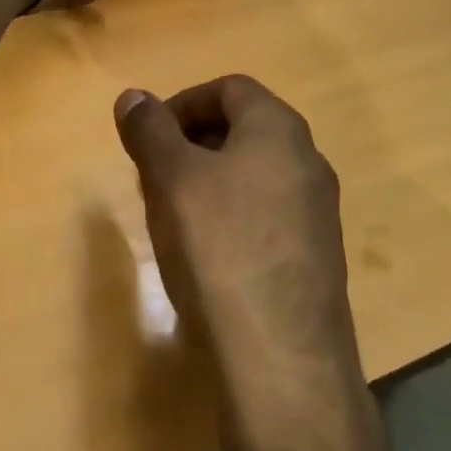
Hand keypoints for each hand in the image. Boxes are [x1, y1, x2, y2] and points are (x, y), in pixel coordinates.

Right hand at [114, 76, 358, 380]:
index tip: (148, 137)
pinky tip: (203, 256)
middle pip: (242, 129)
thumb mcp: (171, 178)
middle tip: (153, 176)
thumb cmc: (220, 248)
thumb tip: (133, 96)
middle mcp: (308, 162)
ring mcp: (317, 214)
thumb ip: (149, 129)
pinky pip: (265, 216)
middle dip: (190, 143)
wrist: (282, 362)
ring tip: (170, 216)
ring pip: (251, 175)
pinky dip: (229, 217)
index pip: (229, 88)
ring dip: (206, 181)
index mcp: (279, 130)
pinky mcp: (315, 260)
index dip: (182, 103)